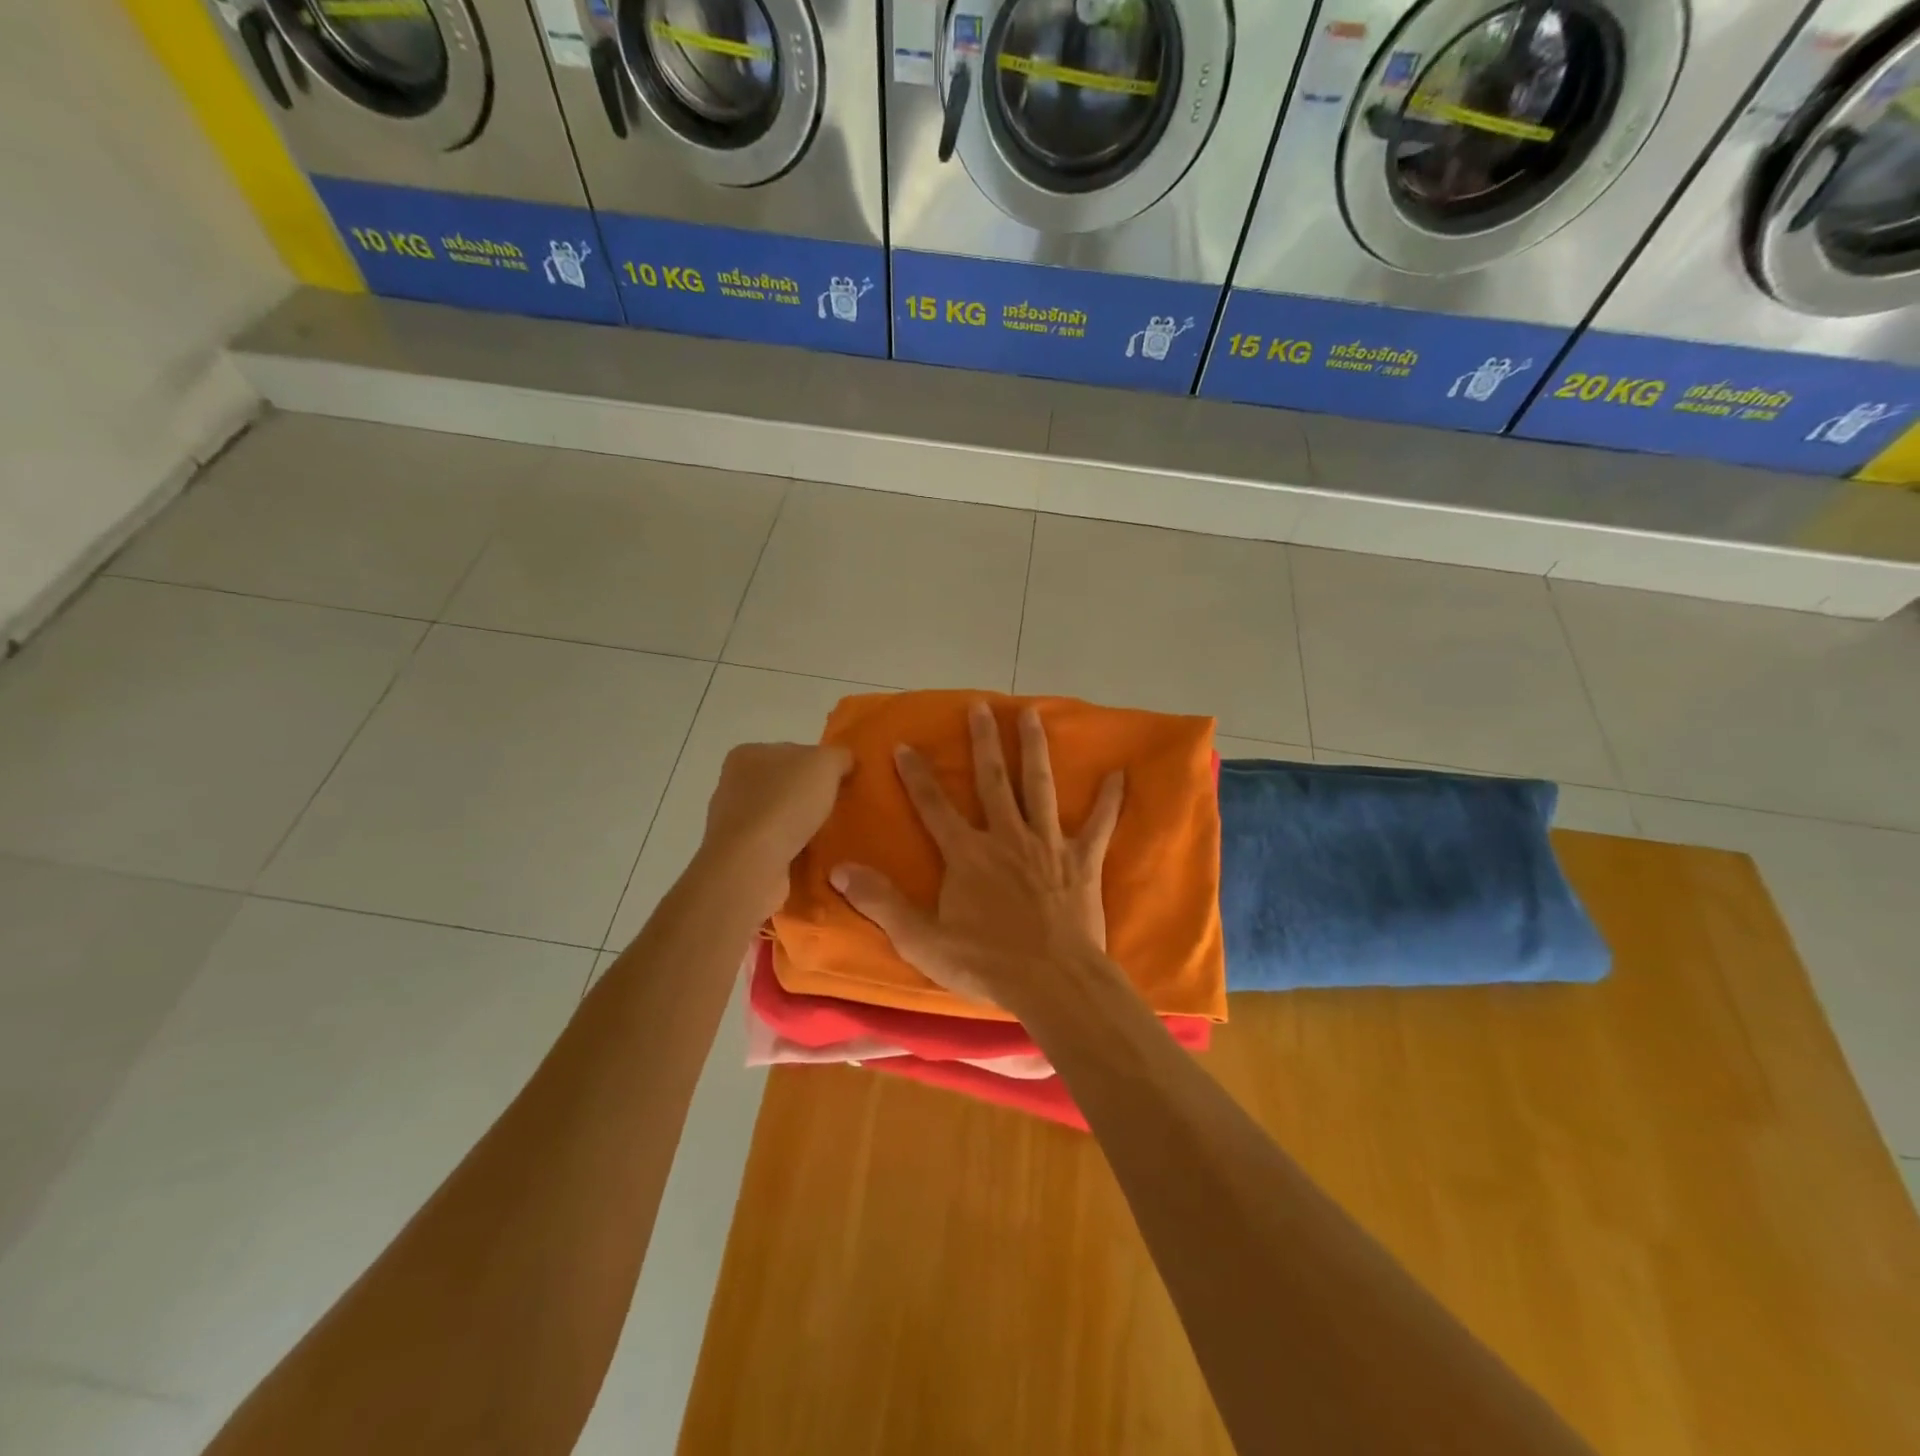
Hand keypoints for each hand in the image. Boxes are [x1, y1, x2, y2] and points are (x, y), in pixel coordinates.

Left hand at [701, 742, 852, 916]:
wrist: (752, 864)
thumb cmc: (785, 803)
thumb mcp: (826, 763)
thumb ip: (839, 756)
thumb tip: (845, 763)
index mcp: (749, 753)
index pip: (793, 752)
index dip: (820, 766)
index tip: (842, 783)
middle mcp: (735, 784)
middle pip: (787, 785)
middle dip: (812, 798)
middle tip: (841, 810)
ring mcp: (734, 822)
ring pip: (782, 817)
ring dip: (804, 827)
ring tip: (831, 837)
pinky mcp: (739, 854)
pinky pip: (776, 846)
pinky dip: (795, 851)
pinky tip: (813, 858)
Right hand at [830, 702, 1123, 1010]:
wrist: (1053, 982)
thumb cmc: (986, 963)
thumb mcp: (921, 940)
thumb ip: (881, 902)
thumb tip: (839, 868)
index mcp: (968, 854)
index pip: (934, 806)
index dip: (917, 775)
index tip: (905, 744)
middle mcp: (1006, 837)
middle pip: (993, 780)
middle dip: (984, 742)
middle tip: (981, 706)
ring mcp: (1048, 845)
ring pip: (1039, 787)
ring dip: (1034, 749)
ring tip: (1032, 714)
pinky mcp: (1082, 861)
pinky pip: (1099, 825)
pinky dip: (1109, 801)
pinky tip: (1120, 774)